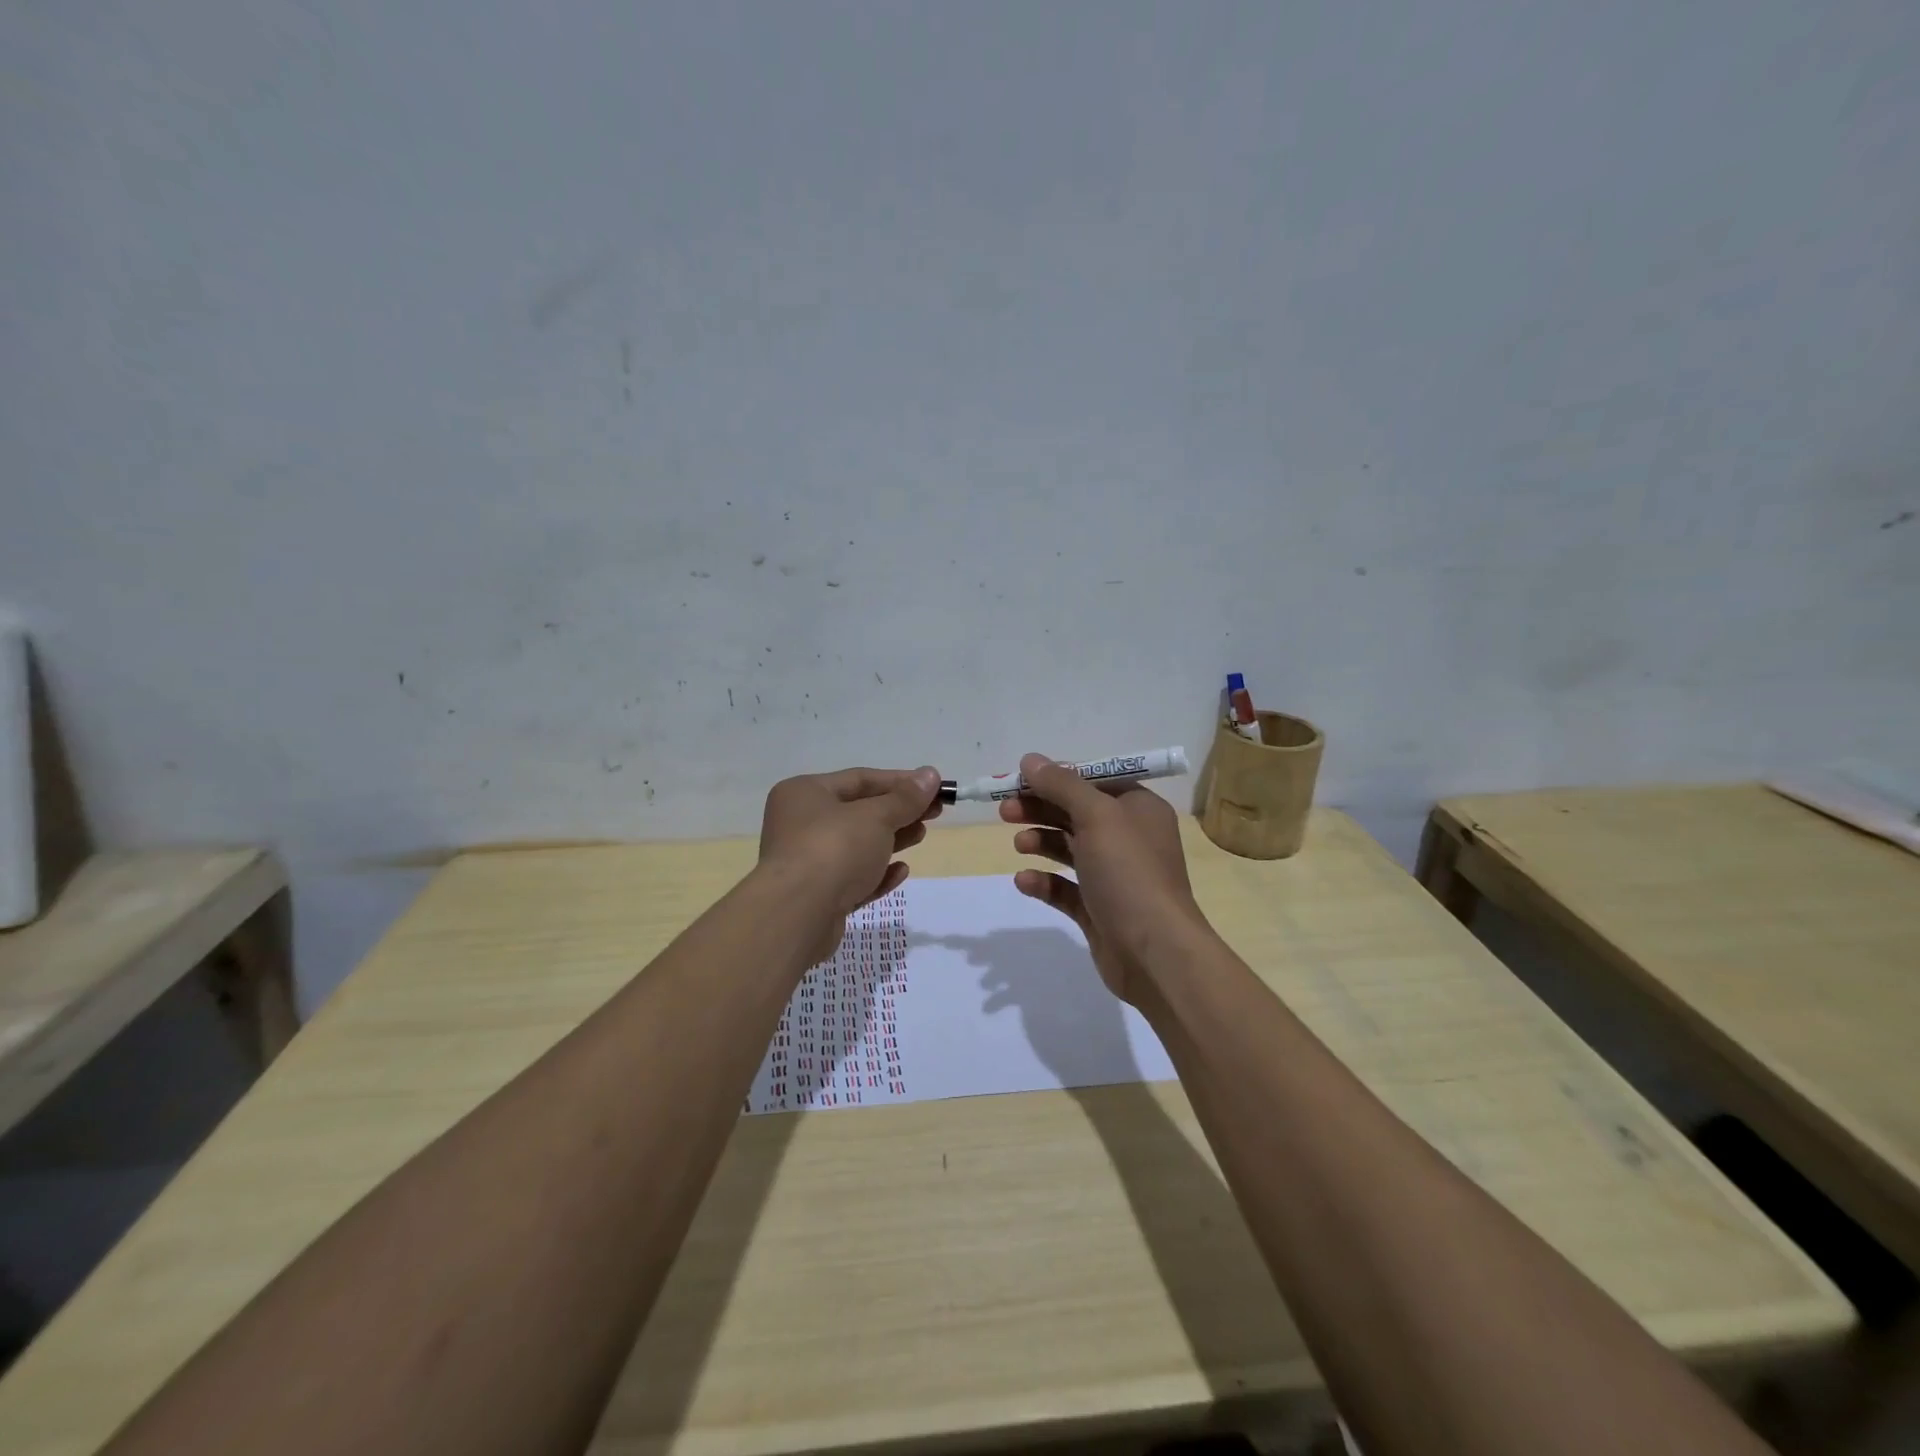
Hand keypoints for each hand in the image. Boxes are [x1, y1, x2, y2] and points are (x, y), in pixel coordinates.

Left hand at [758, 766, 942, 962]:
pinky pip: (852, 878)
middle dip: (898, 812)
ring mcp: (807, 862)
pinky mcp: (817, 897)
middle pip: (858, 812)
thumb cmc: (834, 849)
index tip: (935, 787)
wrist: (797, 915)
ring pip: (856, 846)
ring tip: (920, 835)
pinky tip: (900, 872)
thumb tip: (931, 774)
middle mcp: (800, 823)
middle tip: (934, 813)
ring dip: (891, 840)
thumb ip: (905, 798)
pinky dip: (876, 873)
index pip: (860, 779)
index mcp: (805, 793)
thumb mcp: (876, 817)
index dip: (900, 781)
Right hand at [1000, 753, 1211, 1004]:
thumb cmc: (1129, 872)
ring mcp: (1114, 876)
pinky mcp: (1099, 909)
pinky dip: (1044, 881)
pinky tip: (1024, 881)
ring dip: (1041, 841)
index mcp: (1138, 809)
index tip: (1020, 780)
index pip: (1093, 781)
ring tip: (1018, 844)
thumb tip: (1031, 759)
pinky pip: (1065, 888)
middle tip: (1004, 810)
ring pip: (1069, 849)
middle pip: (1076, 813)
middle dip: (1040, 808)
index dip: (1056, 777)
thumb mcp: (1096, 817)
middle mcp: (1128, 838)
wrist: (1155, 952)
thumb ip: (1062, 785)